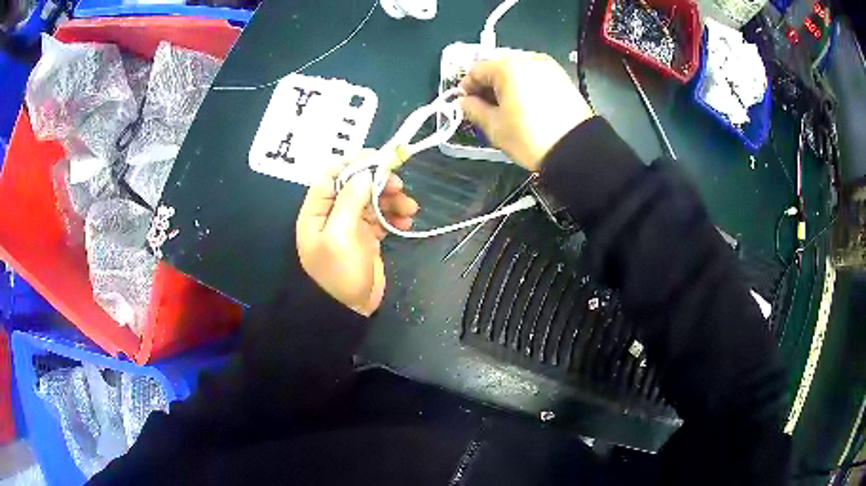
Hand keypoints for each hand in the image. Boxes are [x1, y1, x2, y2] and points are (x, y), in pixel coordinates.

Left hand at [296, 153, 418, 315]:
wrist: (349, 310)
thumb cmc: (338, 273)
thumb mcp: (339, 236)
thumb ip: (349, 202)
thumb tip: (363, 174)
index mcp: (318, 211)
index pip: (331, 175)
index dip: (353, 164)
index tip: (378, 160)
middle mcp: (333, 214)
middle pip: (356, 185)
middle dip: (379, 182)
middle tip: (399, 186)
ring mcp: (351, 226)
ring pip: (373, 200)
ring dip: (392, 200)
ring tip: (410, 209)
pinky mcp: (367, 237)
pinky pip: (382, 218)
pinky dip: (395, 217)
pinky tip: (406, 224)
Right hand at [459, 53, 593, 171]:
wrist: (576, 150)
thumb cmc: (530, 137)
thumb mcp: (495, 127)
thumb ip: (474, 110)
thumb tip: (464, 102)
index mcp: (507, 67)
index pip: (476, 70)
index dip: (467, 87)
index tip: (466, 104)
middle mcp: (528, 59)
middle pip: (498, 67)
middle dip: (489, 85)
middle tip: (486, 107)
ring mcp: (548, 67)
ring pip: (518, 71)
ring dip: (508, 85)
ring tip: (508, 108)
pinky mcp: (563, 78)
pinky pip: (535, 77)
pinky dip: (526, 86)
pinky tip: (527, 105)